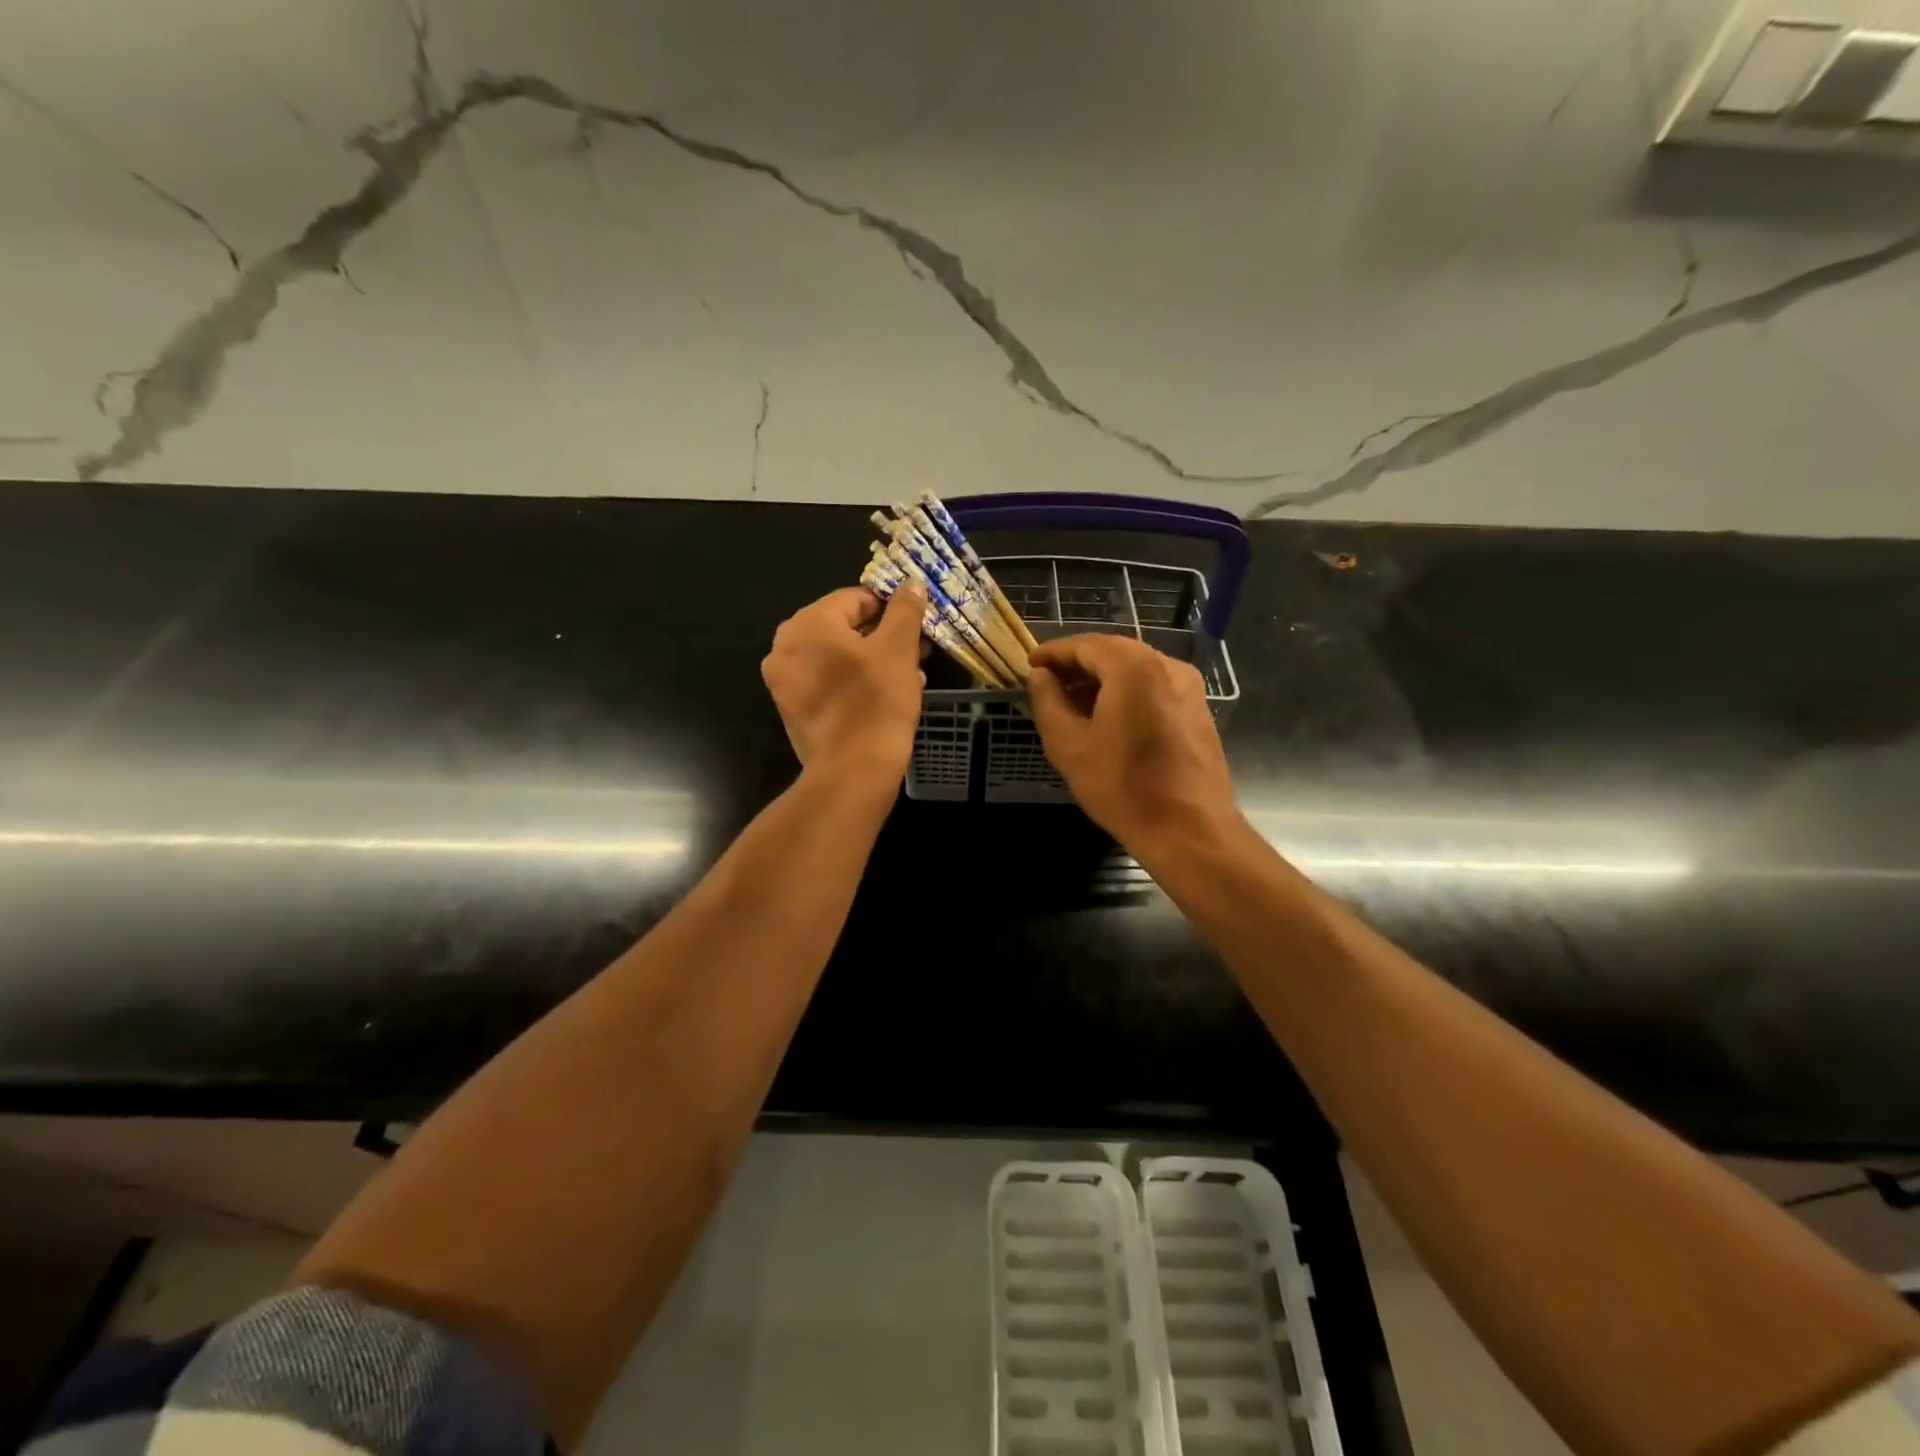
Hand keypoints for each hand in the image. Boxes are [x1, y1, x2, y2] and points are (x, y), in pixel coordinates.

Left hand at [762, 583, 926, 781]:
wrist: (853, 771)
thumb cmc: (876, 701)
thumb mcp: (899, 649)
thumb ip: (905, 610)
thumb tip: (911, 583)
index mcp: (807, 624)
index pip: (854, 598)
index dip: (889, 607)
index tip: (916, 624)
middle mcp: (785, 648)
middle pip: (842, 628)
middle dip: (882, 636)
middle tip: (916, 649)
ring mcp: (784, 682)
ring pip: (836, 657)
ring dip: (872, 660)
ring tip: (909, 674)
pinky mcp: (792, 710)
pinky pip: (826, 683)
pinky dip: (853, 682)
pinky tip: (885, 696)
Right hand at [1027, 634, 1239, 847]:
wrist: (1190, 831)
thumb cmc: (1123, 787)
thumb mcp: (1069, 745)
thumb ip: (1048, 702)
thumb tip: (1040, 676)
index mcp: (1134, 667)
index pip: (1086, 645)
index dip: (1054, 652)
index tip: (1031, 664)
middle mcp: (1167, 666)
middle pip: (1113, 652)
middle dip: (1078, 664)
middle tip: (1048, 682)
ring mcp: (1189, 688)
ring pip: (1135, 669)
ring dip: (1102, 679)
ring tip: (1072, 703)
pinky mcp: (1198, 710)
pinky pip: (1154, 687)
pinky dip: (1126, 692)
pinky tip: (1107, 718)